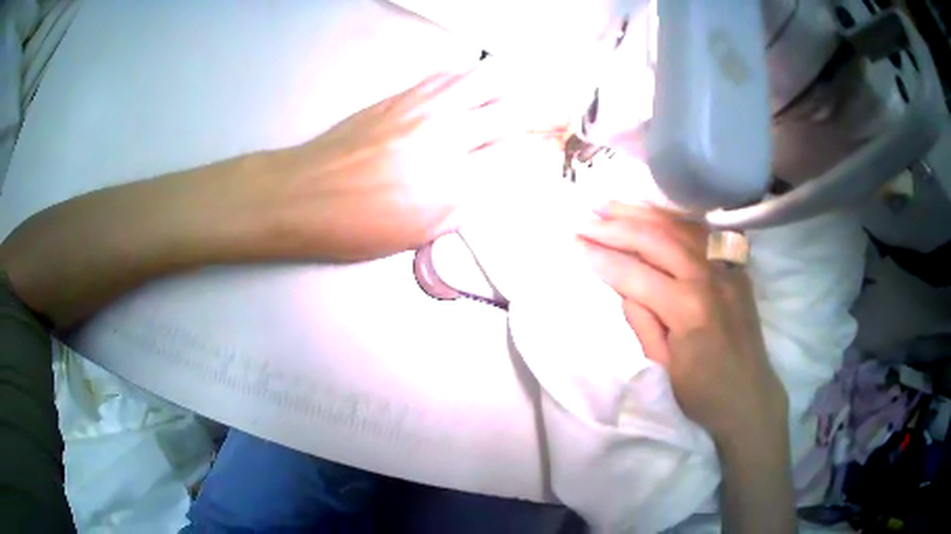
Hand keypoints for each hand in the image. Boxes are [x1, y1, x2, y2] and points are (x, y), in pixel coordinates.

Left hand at [285, 68, 564, 261]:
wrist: (302, 194)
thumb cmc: (357, 226)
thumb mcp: (419, 232)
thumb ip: (467, 204)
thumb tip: (497, 179)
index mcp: (453, 182)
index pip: (516, 155)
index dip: (541, 149)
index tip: (554, 146)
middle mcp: (445, 137)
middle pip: (509, 109)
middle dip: (541, 110)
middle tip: (557, 111)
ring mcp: (421, 109)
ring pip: (481, 81)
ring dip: (509, 84)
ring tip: (522, 89)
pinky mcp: (400, 96)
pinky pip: (446, 76)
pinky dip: (469, 76)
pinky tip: (472, 83)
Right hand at [578, 204, 787, 443]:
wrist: (749, 396)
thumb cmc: (701, 392)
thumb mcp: (660, 367)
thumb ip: (640, 320)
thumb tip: (624, 284)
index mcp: (687, 309)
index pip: (633, 273)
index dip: (599, 257)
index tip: (572, 243)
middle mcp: (708, 277)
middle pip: (655, 239)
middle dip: (614, 226)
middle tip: (583, 219)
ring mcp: (725, 267)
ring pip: (678, 227)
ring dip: (641, 213)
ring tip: (609, 205)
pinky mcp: (735, 266)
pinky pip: (701, 232)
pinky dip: (672, 219)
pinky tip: (652, 214)